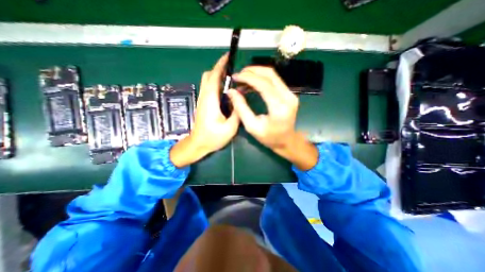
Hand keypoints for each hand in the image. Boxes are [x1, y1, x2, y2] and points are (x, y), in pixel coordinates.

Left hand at [170, 53, 239, 167]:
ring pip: (207, 81)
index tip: (228, 57)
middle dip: (219, 69)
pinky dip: (216, 84)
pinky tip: (226, 91)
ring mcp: (202, 100)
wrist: (198, 144)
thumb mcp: (230, 128)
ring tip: (231, 79)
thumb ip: (237, 113)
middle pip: (208, 75)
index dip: (221, 65)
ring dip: (217, 76)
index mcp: (210, 100)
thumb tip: (240, 100)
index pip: (214, 77)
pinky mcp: (203, 104)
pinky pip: (208, 88)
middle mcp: (204, 97)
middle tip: (233, 70)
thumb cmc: (213, 138)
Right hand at [227, 66, 318, 169]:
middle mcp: (288, 97)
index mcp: (279, 108)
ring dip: (257, 74)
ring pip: (273, 75)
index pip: (264, 84)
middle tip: (238, 75)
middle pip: (270, 74)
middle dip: (252, 71)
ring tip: (243, 79)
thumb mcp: (252, 126)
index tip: (235, 77)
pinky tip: (252, 84)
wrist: (286, 141)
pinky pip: (275, 81)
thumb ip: (241, 108)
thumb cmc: (269, 137)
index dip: (248, 78)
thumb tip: (231, 92)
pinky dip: (262, 79)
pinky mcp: (289, 94)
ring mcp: (291, 94)